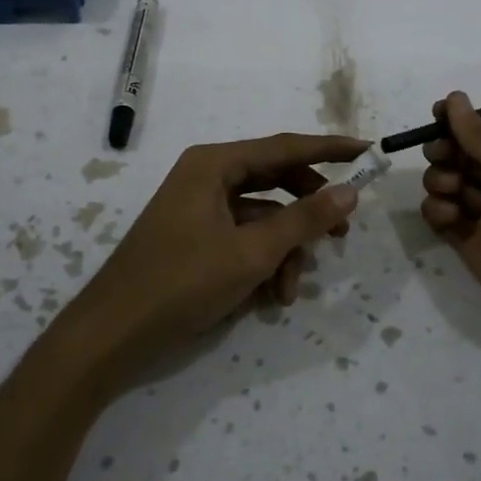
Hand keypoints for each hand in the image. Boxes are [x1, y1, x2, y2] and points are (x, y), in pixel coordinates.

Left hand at [72, 132, 367, 375]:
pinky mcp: (194, 238)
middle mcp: (206, 176)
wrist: (112, 334)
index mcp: (214, 164)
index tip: (368, 151)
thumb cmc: (182, 282)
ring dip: (283, 250)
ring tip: (289, 291)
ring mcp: (198, 208)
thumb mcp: (252, 253)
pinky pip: (241, 238)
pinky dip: (260, 262)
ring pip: (261, 217)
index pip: (285, 146)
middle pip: (275, 182)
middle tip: (342, 234)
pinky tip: (268, 298)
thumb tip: (350, 191)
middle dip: (307, 213)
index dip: (330, 149)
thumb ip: (305, 219)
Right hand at [420, 92, 480, 375]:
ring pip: (452, 185)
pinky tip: (446, 219)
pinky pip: (445, 218)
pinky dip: (438, 212)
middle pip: (465, 156)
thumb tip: (455, 98)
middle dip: (447, 151)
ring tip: (448, 193)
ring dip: (440, 181)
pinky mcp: (475, 247)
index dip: (459, 122)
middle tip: (439, 158)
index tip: (433, 116)